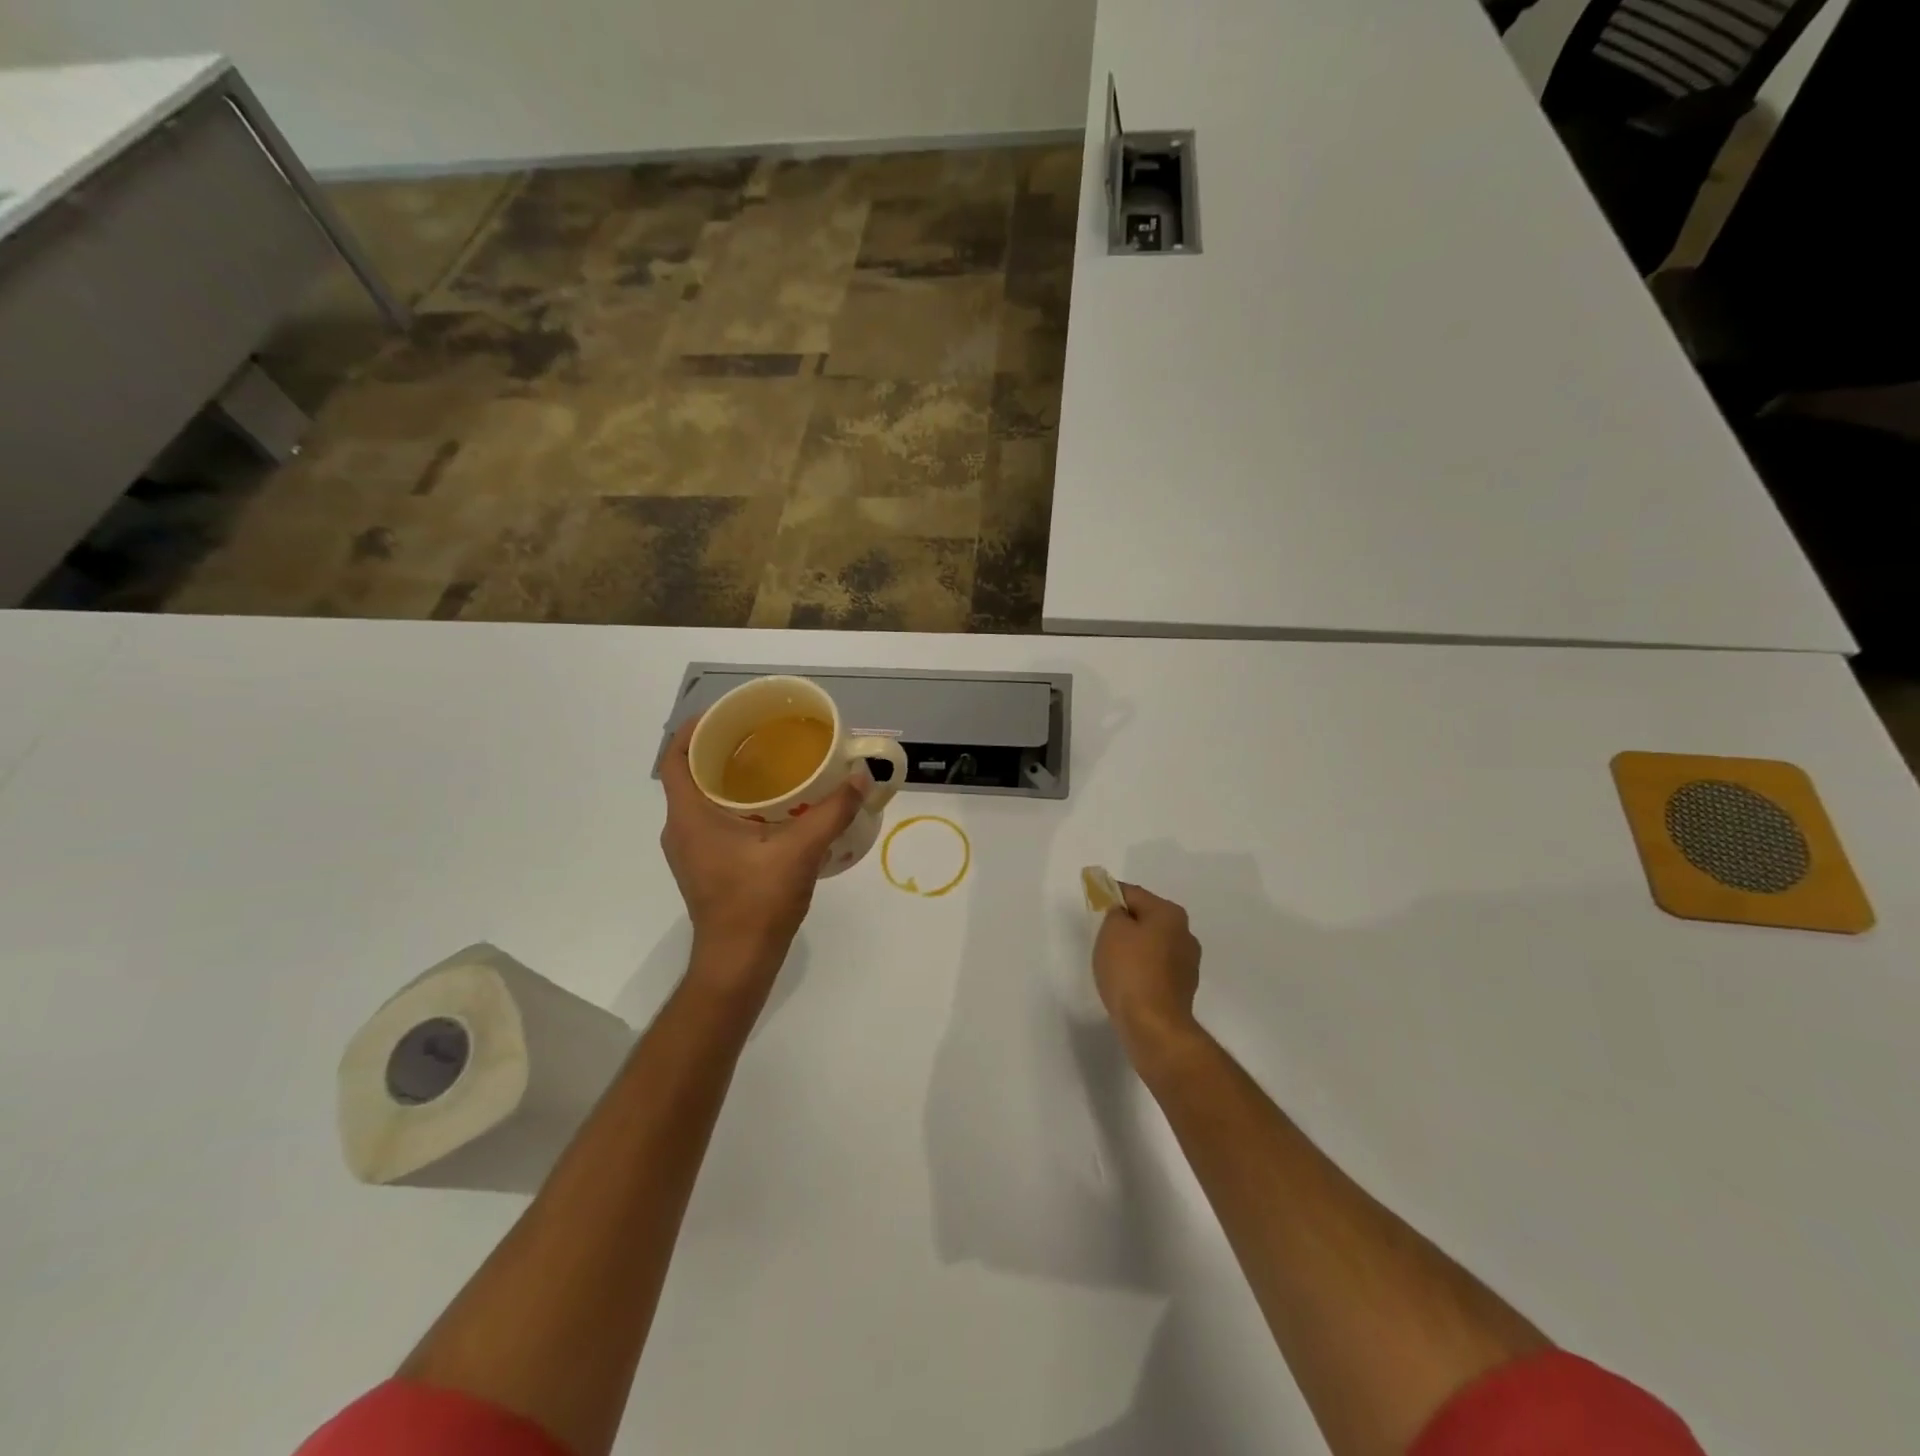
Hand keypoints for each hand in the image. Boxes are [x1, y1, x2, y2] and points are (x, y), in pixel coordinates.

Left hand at [659, 718, 866, 992]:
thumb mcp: (801, 850)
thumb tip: (862, 776)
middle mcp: (680, 829)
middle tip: (760, 733)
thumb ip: (833, 810)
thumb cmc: (758, 902)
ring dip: (727, 777)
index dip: (693, 728)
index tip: (726, 713)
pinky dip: (734, 803)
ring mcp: (690, 850)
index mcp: (689, 817)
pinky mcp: (704, 866)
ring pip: (701, 799)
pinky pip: (711, 820)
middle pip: (689, 774)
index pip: (675, 757)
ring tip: (769, 763)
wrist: (738, 961)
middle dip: (720, 749)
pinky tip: (772, 806)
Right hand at [1093, 883, 1202, 1056]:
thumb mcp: (1112, 931)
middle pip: (1147, 918)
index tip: (1094, 896)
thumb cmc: (1130, 970)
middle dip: (1125, 922)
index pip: (1134, 894)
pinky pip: (1156, 967)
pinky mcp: (1183, 988)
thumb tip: (1122, 914)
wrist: (1153, 1025)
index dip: (1111, 893)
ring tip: (1112, 960)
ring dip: (1135, 947)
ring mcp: (1188, 963)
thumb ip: (1114, 913)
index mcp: (1170, 914)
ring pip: (1153, 944)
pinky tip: (1127, 980)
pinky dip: (1142, 968)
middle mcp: (1185, 933)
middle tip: (1101, 932)